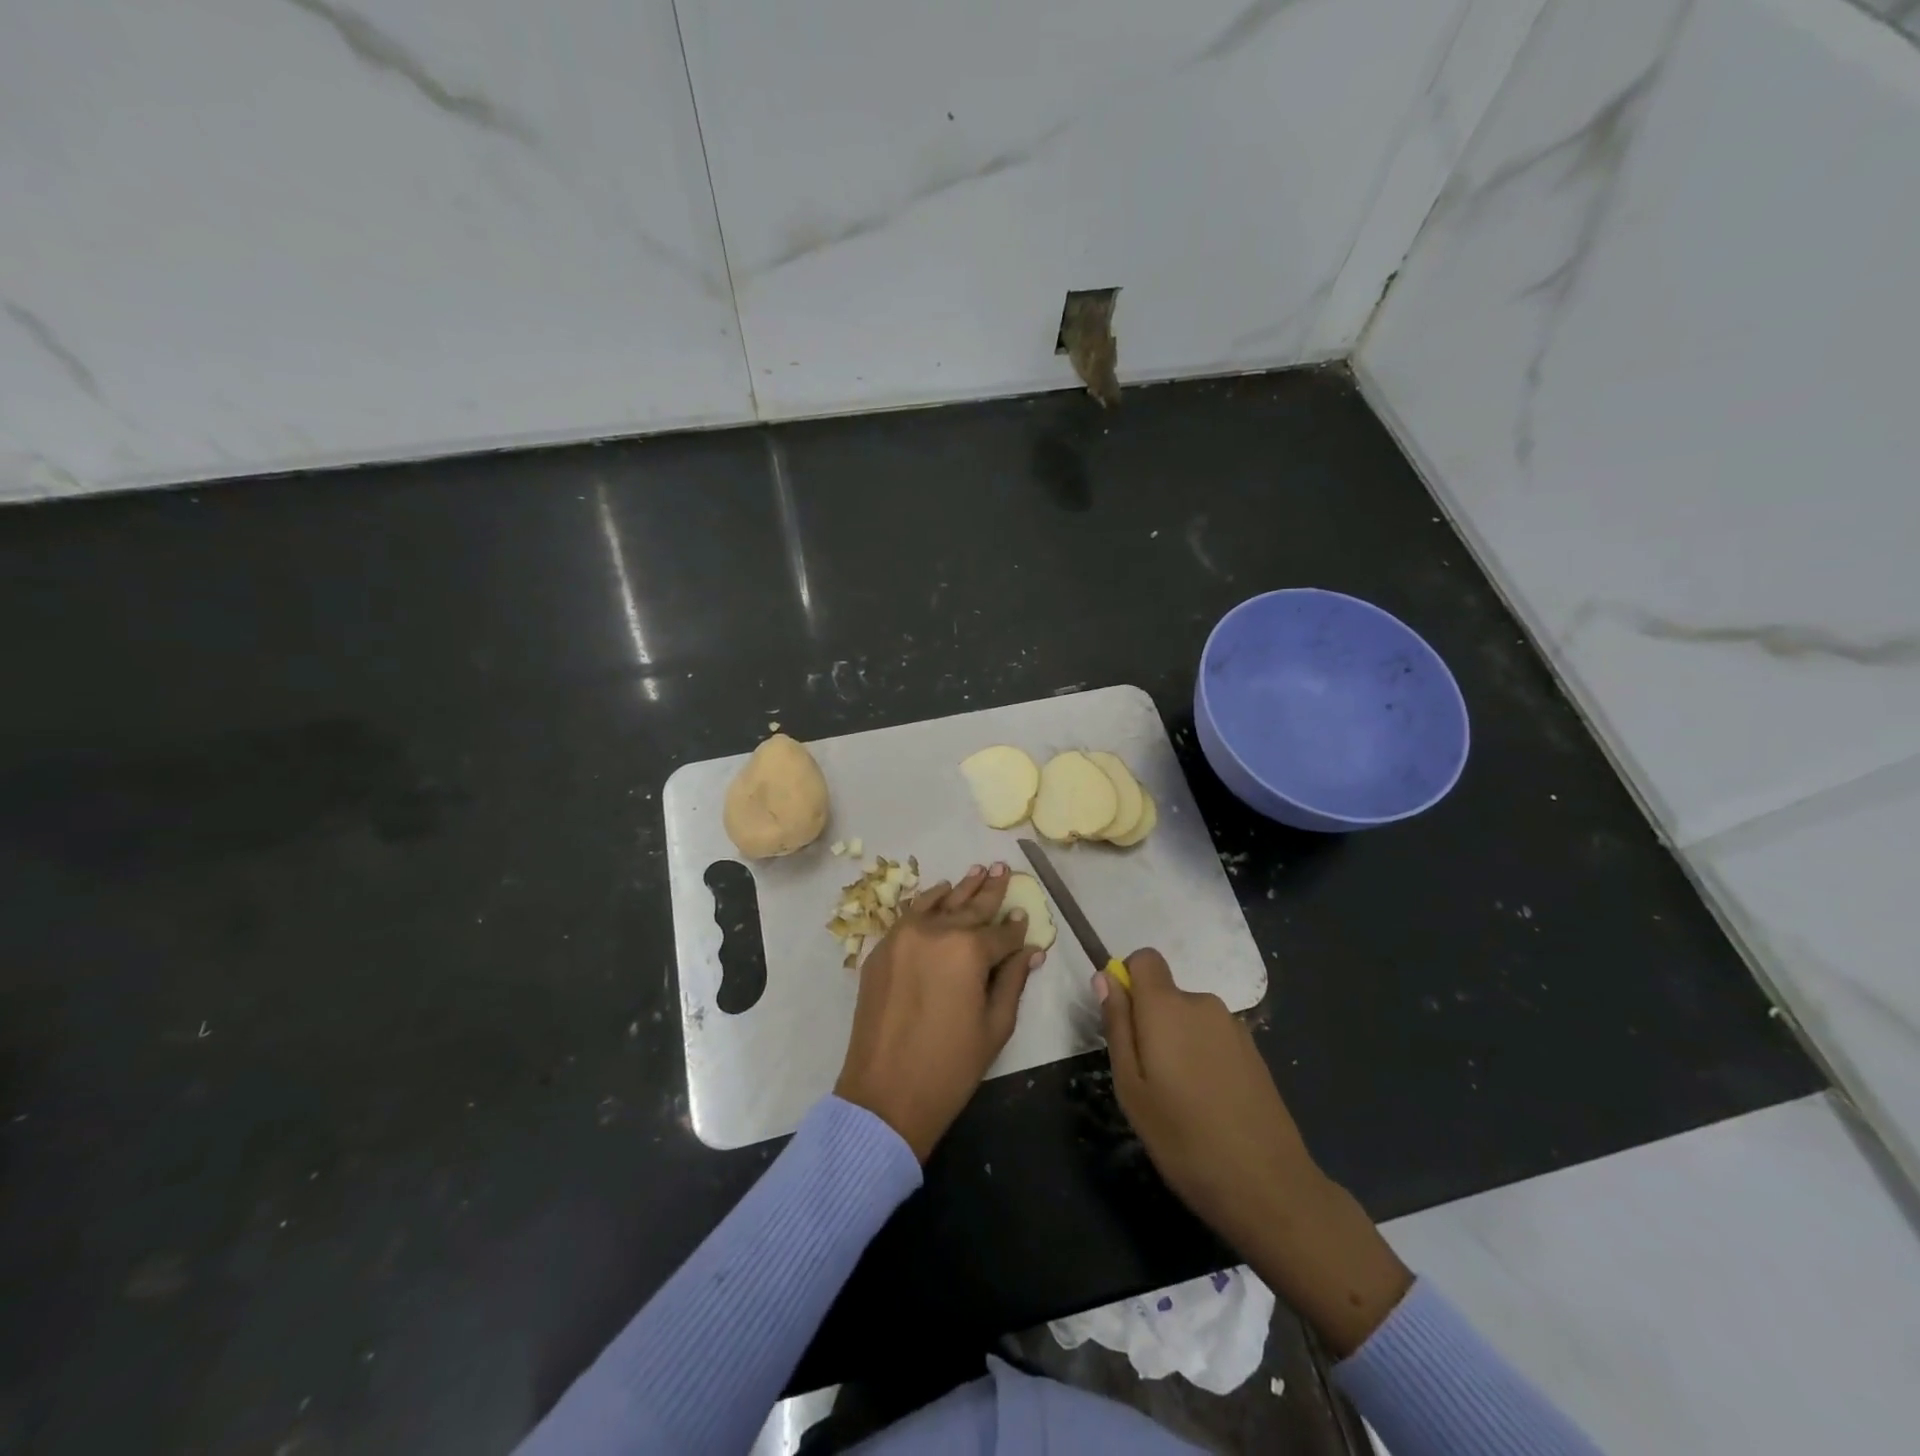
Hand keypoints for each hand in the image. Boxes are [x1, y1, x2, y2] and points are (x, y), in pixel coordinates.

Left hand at [835, 863, 1043, 1161]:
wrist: (884, 1093)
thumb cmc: (950, 1066)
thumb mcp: (995, 1026)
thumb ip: (1012, 980)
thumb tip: (1029, 951)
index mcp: (969, 951)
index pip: (1001, 934)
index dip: (1016, 929)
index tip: (1025, 916)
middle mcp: (936, 932)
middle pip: (970, 907)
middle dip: (990, 890)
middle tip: (1003, 868)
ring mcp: (904, 936)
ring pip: (939, 902)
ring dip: (961, 888)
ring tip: (978, 871)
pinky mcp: (882, 948)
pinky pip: (910, 914)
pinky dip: (928, 901)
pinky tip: (941, 892)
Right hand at [1098, 950, 1411, 1354]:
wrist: (1269, 1186)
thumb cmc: (1184, 1138)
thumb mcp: (1131, 1087)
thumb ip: (1117, 1026)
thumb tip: (1105, 978)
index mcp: (1167, 1006)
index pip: (1144, 958)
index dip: (1128, 980)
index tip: (1124, 1023)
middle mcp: (1203, 1003)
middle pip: (1165, 993)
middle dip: (1151, 1022)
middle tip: (1147, 1079)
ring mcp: (1234, 1026)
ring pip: (1189, 1019)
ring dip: (1178, 1043)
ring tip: (1179, 1099)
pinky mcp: (1254, 1051)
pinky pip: (1212, 1037)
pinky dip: (1202, 1057)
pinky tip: (1209, 1104)